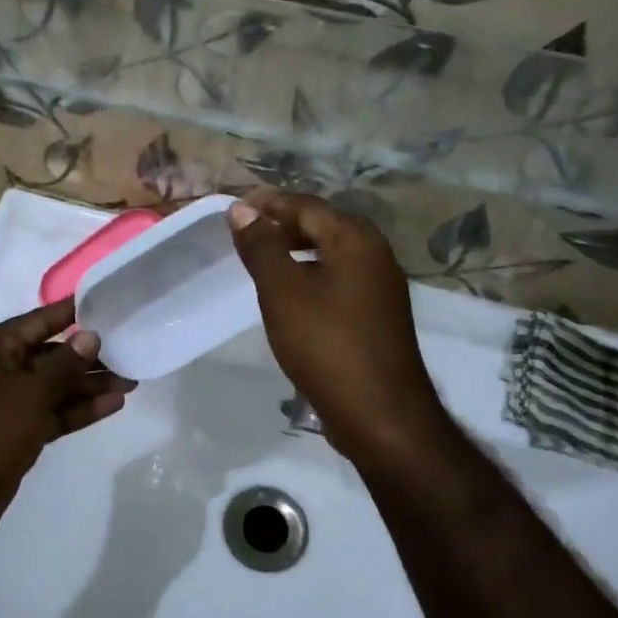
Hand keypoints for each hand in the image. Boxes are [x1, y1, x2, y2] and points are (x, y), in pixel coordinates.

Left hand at [0, 299, 132, 542]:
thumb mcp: (31, 392)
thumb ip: (65, 364)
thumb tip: (91, 336)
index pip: (40, 320)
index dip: (75, 313)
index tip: (111, 303)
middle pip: (52, 354)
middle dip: (89, 356)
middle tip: (131, 353)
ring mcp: (8, 401)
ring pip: (55, 385)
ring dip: (89, 385)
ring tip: (131, 381)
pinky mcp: (18, 431)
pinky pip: (53, 412)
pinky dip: (79, 409)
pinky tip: (113, 405)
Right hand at [230, 188, 450, 465]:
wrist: (380, 413)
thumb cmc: (326, 345)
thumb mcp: (283, 292)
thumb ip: (262, 247)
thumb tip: (242, 211)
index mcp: (355, 239)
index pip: (306, 205)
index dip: (269, 203)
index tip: (235, 208)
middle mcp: (375, 254)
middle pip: (323, 225)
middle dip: (283, 224)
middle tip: (246, 232)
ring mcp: (381, 285)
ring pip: (332, 253)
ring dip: (297, 250)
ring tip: (263, 261)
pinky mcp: (379, 314)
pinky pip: (340, 278)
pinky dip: (312, 274)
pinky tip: (292, 295)